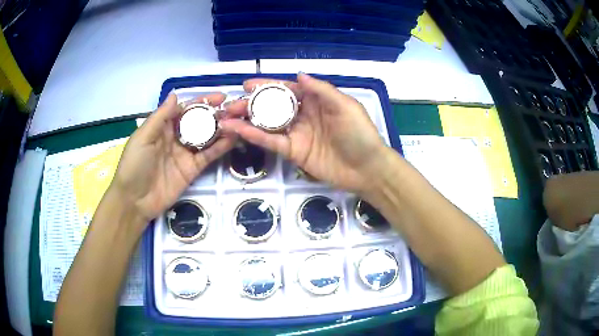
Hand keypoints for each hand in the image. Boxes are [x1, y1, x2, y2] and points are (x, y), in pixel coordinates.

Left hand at [110, 93, 235, 226]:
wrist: (135, 201)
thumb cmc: (134, 164)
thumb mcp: (143, 137)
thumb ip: (161, 117)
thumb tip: (175, 94)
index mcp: (163, 127)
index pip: (185, 110)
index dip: (202, 102)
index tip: (221, 96)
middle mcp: (176, 138)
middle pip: (198, 122)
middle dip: (215, 114)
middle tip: (235, 109)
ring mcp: (185, 154)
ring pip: (206, 138)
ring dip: (221, 129)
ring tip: (239, 121)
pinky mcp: (192, 170)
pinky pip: (208, 156)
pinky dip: (220, 148)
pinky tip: (233, 139)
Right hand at [220, 73, 387, 193]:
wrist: (366, 168)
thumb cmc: (359, 133)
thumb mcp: (344, 106)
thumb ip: (321, 90)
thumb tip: (298, 75)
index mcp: (316, 101)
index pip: (287, 90)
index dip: (267, 86)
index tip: (247, 84)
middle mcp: (303, 115)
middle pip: (272, 106)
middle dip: (251, 104)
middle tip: (230, 104)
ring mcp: (296, 134)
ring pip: (267, 124)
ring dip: (246, 120)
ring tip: (226, 117)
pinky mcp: (293, 152)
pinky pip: (271, 142)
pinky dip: (253, 136)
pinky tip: (237, 130)